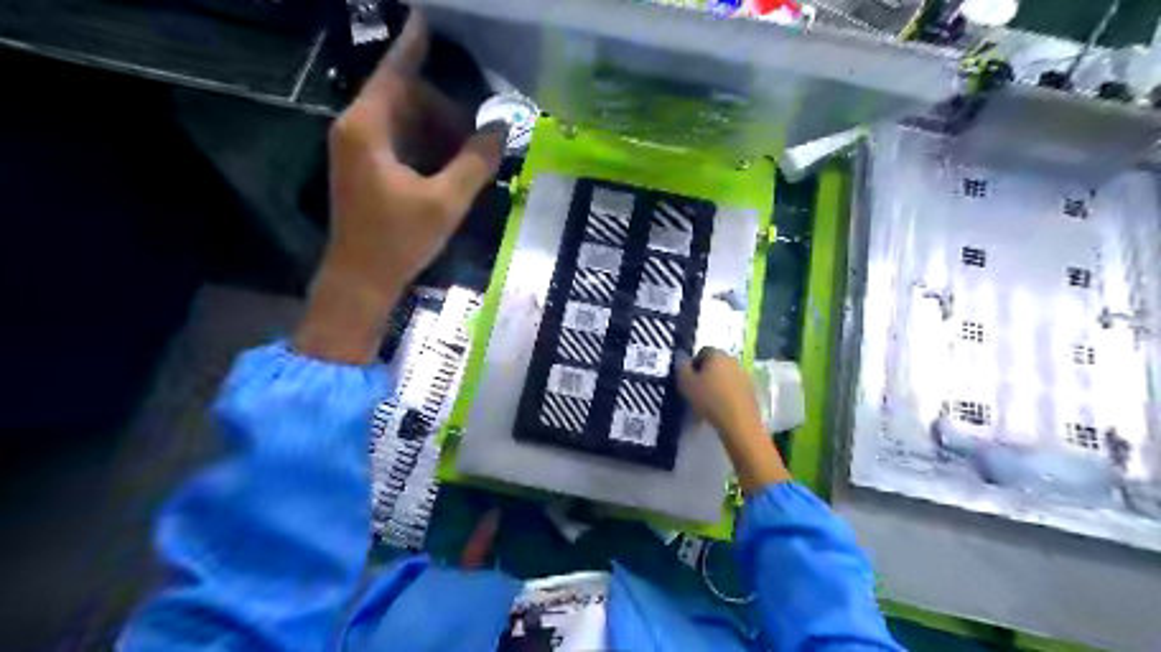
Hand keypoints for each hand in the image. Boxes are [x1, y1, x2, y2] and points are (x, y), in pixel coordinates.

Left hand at [290, 16, 502, 362]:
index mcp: (367, 128)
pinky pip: (401, 141)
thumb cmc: (398, 240)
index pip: (394, 72)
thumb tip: (500, 130)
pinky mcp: (367, 168)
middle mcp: (357, 129)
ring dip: (439, 130)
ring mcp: (359, 149)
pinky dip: (428, 146)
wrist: (361, 280)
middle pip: (405, 97)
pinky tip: (453, 165)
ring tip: (472, 151)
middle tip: (480, 130)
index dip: (415, 46)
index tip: (430, 20)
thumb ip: (475, 162)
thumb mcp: (445, 202)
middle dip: (444, 109)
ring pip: (405, 121)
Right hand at [677, 349, 793, 490]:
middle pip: (716, 362)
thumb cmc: (709, 400)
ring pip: (727, 374)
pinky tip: (723, 406)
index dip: (694, 363)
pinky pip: (736, 386)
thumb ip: (681, 367)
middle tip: (698, 388)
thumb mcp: (686, 383)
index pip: (703, 351)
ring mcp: (745, 374)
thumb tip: (682, 357)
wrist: (739, 423)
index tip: (689, 379)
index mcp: (717, 355)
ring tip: (710, 400)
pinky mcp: (752, 389)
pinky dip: (728, 392)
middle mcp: (733, 360)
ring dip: (719, 382)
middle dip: (707, 372)